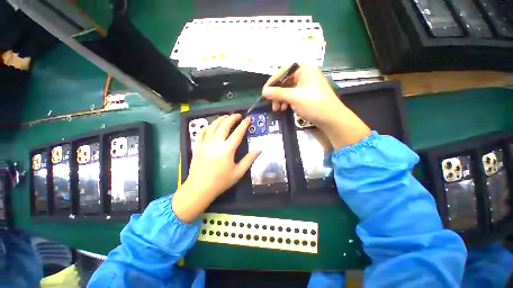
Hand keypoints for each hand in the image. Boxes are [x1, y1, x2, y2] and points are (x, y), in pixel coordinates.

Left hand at [172, 114, 260, 221]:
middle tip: (238, 115)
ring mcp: (205, 143)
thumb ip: (249, 159)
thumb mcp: (238, 172)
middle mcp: (216, 143)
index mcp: (227, 149)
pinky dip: (208, 126)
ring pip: (213, 126)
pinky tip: (212, 126)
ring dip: (221, 119)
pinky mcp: (198, 146)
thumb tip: (259, 149)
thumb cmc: (221, 181)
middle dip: (232, 118)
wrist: (200, 188)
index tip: (248, 118)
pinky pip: (202, 131)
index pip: (237, 133)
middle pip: (224, 125)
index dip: (244, 124)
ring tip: (227, 117)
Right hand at [261, 64, 370, 148]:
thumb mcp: (294, 97)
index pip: (283, 71)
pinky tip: (285, 109)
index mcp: (304, 69)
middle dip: (277, 94)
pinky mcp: (307, 94)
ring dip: (281, 99)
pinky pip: (293, 95)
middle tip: (272, 104)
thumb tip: (264, 91)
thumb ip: (277, 93)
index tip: (264, 92)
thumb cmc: (313, 104)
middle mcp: (305, 74)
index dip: (272, 81)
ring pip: (288, 90)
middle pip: (285, 81)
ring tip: (278, 109)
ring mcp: (307, 85)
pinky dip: (287, 102)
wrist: (331, 118)